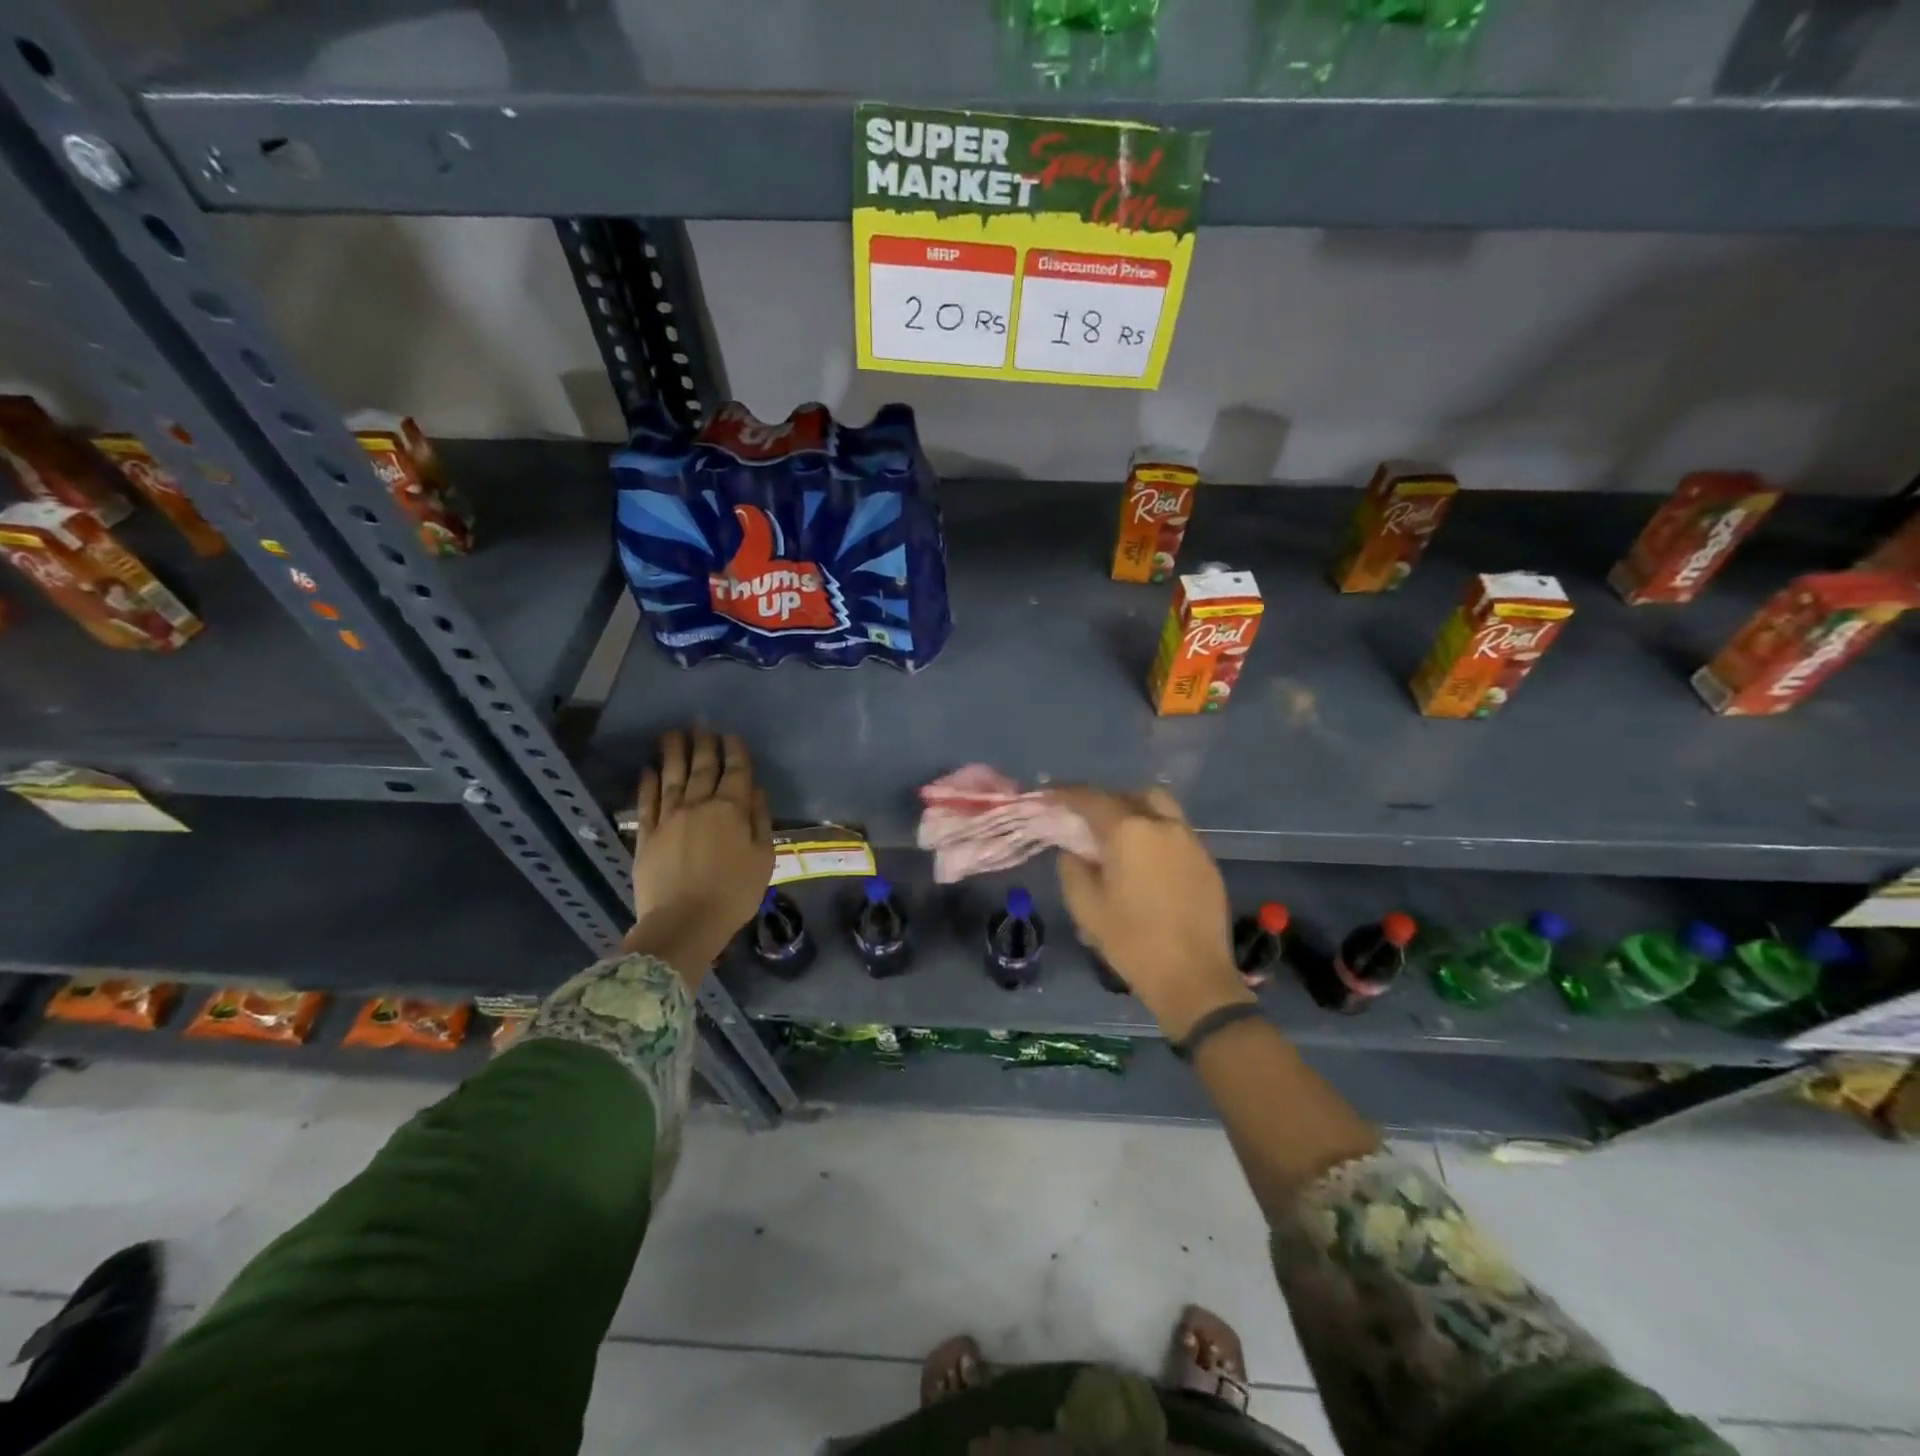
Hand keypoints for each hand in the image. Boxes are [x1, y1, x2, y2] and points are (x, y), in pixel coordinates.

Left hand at [623, 729, 773, 984]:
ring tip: (673, 734)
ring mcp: (669, 818)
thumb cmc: (734, 894)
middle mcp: (699, 805)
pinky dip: (648, 783)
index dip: (735, 751)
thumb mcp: (763, 859)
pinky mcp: (646, 835)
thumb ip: (760, 821)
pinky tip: (649, 770)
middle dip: (704, 744)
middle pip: (702, 768)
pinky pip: (647, 802)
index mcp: (731, 810)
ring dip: (673, 753)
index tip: (732, 736)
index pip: (735, 772)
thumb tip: (755, 792)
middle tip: (702, 725)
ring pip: (672, 777)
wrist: (684, 923)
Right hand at [1050, 787, 1253, 1040]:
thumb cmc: (1132, 942)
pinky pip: (1176, 833)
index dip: (1066, 794)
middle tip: (1087, 821)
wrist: (1193, 977)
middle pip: (1131, 795)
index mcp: (1128, 831)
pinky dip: (1156, 835)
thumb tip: (1074, 850)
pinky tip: (1146, 863)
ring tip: (1118, 839)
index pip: (1091, 799)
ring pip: (1160, 809)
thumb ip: (1072, 867)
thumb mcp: (1085, 907)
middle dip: (1106, 801)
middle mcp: (1162, 825)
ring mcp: (1190, 841)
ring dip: (1135, 813)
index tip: (1049, 796)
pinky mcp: (1207, 861)